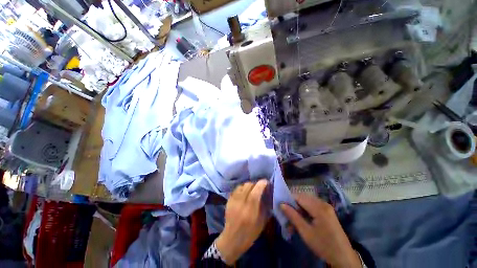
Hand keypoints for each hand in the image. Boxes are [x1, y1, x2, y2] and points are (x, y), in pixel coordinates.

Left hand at [215, 180, 268, 264]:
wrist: (232, 239)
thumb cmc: (250, 233)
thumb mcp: (261, 222)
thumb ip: (265, 206)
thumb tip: (267, 193)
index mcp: (250, 211)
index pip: (255, 192)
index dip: (261, 184)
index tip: (266, 182)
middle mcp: (241, 204)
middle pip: (248, 186)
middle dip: (256, 183)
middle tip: (260, 186)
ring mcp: (233, 201)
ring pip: (242, 185)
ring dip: (249, 185)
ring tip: (252, 189)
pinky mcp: (228, 200)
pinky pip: (237, 189)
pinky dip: (242, 188)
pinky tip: (245, 192)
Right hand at [281, 193, 361, 267]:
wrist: (343, 257)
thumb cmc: (323, 245)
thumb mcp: (306, 232)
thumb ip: (293, 216)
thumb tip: (281, 204)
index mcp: (319, 208)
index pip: (299, 196)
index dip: (289, 199)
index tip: (281, 206)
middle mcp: (323, 203)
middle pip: (303, 197)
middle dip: (293, 203)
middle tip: (287, 213)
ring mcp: (326, 206)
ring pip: (307, 200)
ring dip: (299, 206)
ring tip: (294, 217)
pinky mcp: (328, 211)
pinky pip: (313, 205)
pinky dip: (306, 209)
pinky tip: (303, 218)